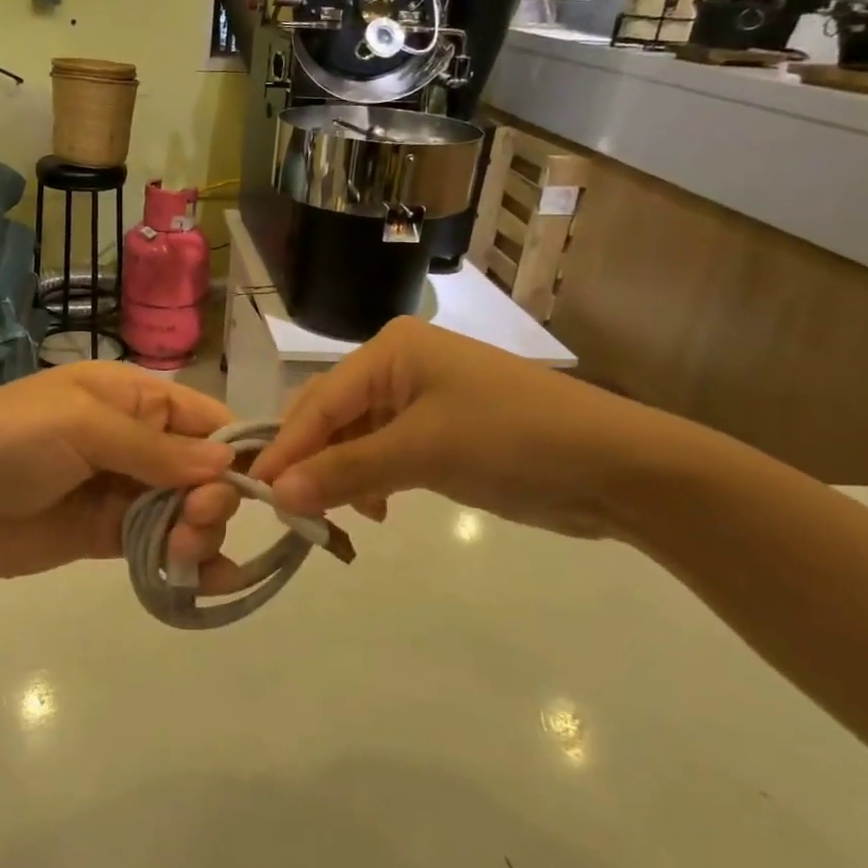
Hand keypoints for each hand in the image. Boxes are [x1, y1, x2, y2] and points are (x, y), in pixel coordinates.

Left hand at [0, 362, 235, 579]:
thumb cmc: (10, 439)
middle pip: (204, 470)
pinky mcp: (108, 535)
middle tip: (195, 520)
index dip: (236, 450)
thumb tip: (226, 466)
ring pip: (187, 511)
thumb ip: (154, 449)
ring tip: (181, 551)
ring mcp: (123, 491)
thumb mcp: (82, 425)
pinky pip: (160, 545)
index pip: (206, 419)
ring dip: (199, 532)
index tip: (262, 487)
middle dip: (213, 497)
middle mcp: (138, 441)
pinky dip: (187, 561)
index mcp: (134, 398)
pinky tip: (208, 583)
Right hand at [175, 320, 669, 573]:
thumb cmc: (511, 439)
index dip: (286, 446)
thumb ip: (347, 471)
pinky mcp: (438, 432)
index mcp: (389, 351)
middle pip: (332, 415)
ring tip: (330, 516)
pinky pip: (383, 452)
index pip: (319, 400)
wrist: (614, 466)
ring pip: (354, 437)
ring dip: (339, 475)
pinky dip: (370, 480)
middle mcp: (396, 366)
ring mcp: (419, 399)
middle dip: (310, 461)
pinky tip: (374, 509)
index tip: (253, 490)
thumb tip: (278, 495)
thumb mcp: (423, 452)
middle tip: (288, 510)